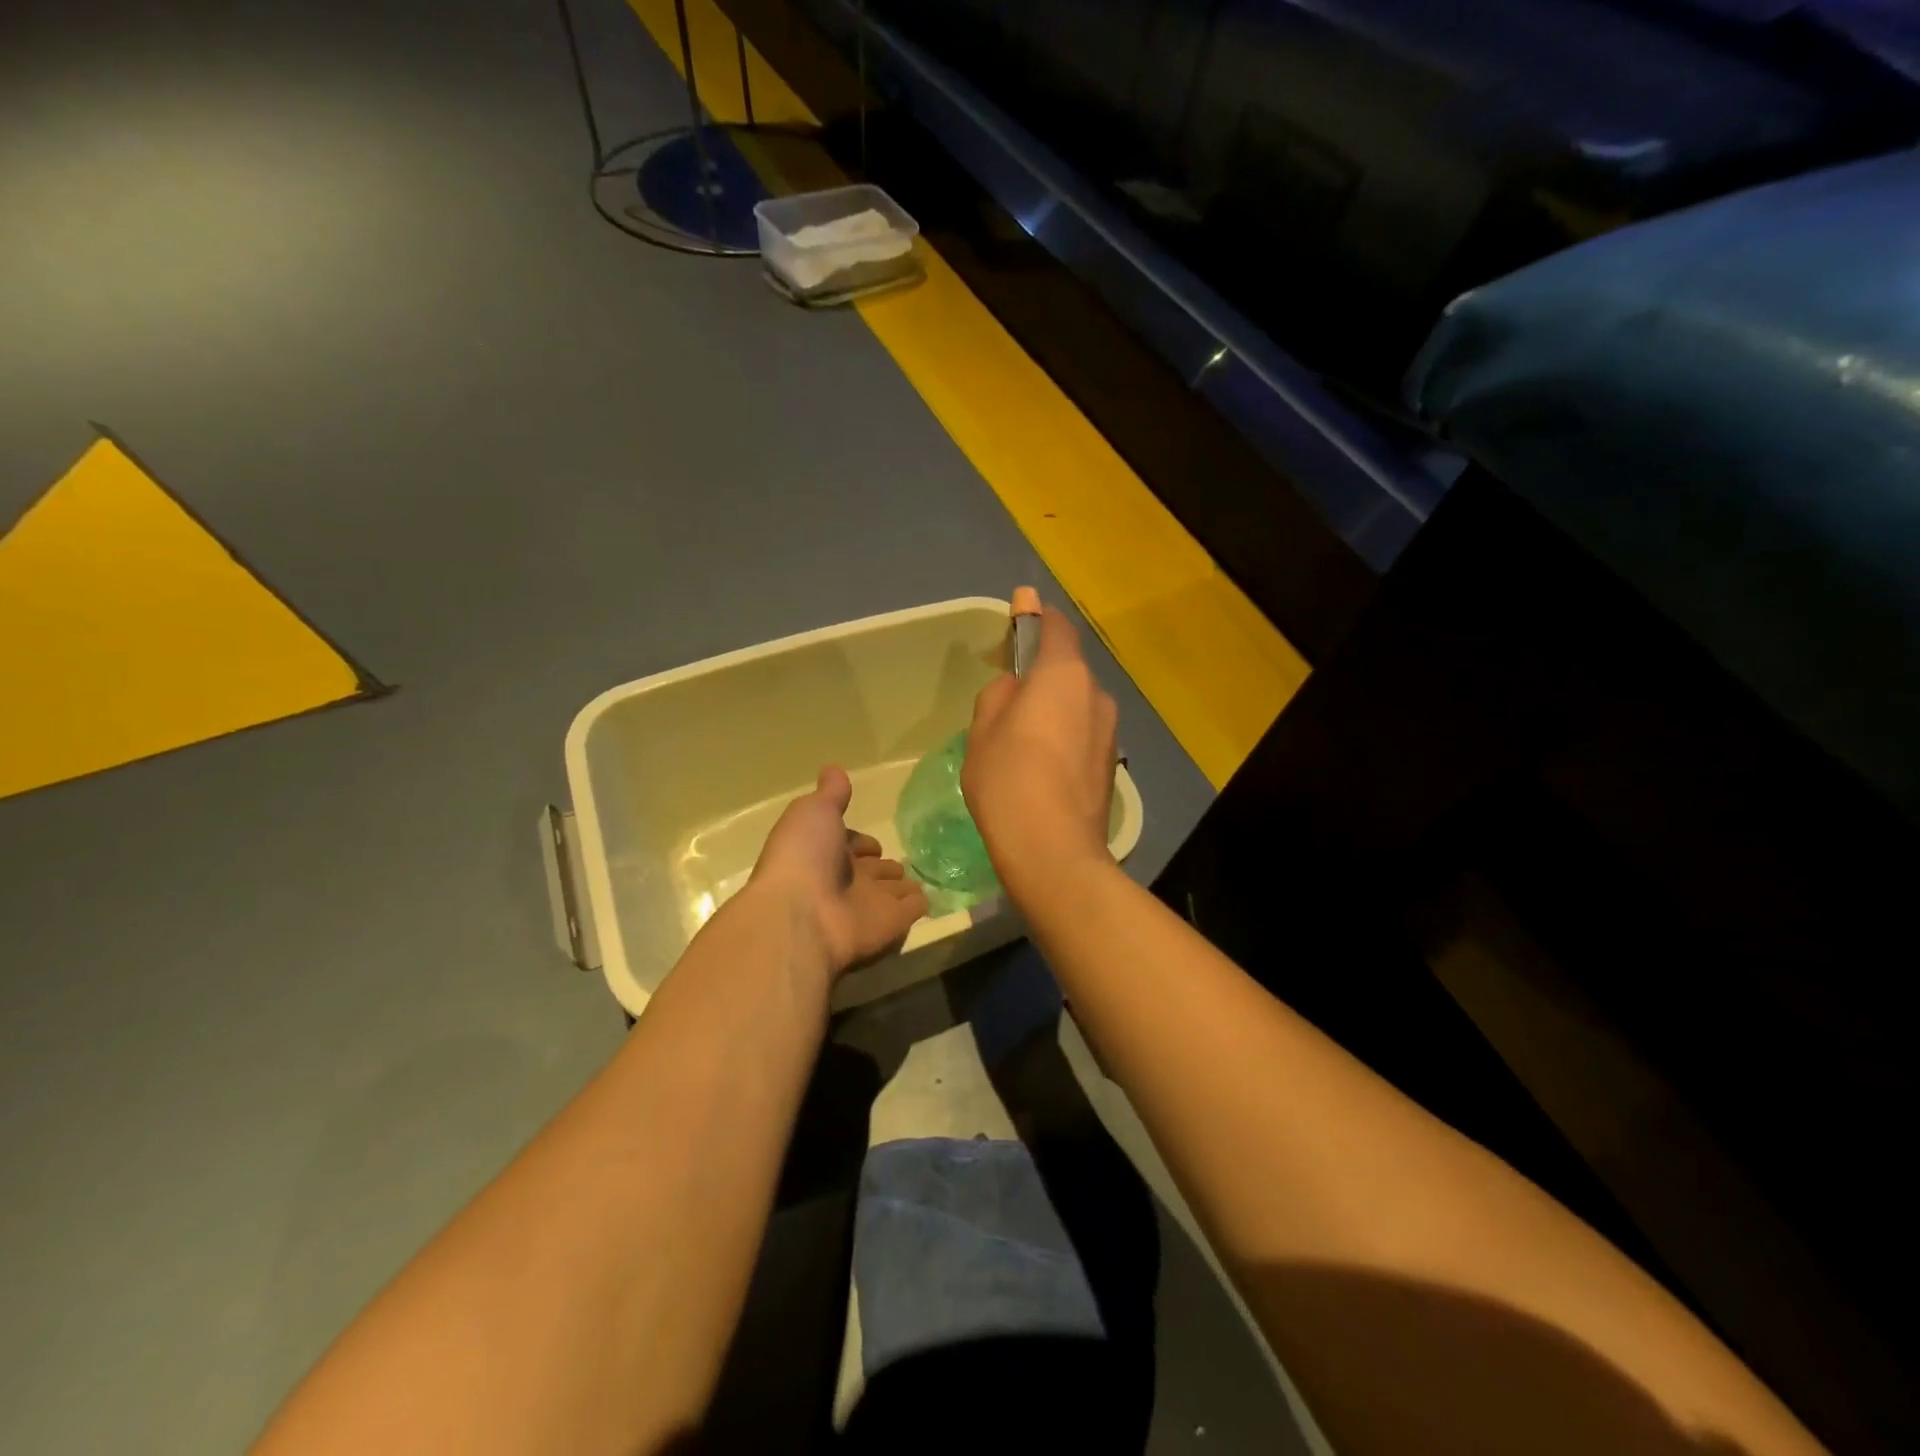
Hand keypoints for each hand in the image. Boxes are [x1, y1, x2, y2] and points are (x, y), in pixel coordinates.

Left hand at [748, 766, 928, 974]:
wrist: (802, 917)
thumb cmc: (804, 857)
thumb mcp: (814, 811)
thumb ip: (831, 794)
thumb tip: (834, 769)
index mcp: (822, 852)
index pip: (847, 845)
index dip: (858, 842)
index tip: (872, 843)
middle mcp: (844, 880)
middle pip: (869, 872)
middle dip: (882, 867)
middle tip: (900, 863)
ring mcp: (867, 904)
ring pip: (889, 892)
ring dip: (901, 887)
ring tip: (918, 880)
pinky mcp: (890, 924)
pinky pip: (909, 911)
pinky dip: (919, 904)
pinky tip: (929, 898)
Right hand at [962, 603, 1119, 898]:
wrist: (1054, 851)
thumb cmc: (1009, 781)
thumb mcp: (984, 731)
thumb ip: (999, 694)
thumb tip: (1014, 685)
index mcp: (1063, 675)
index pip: (1056, 628)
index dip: (1037, 619)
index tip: (1020, 616)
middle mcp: (1096, 694)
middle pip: (1068, 669)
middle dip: (1041, 673)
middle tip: (1008, 695)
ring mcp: (1109, 731)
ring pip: (1076, 704)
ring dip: (1054, 707)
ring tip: (1023, 739)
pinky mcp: (1110, 763)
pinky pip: (1083, 732)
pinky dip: (1065, 735)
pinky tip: (1043, 765)